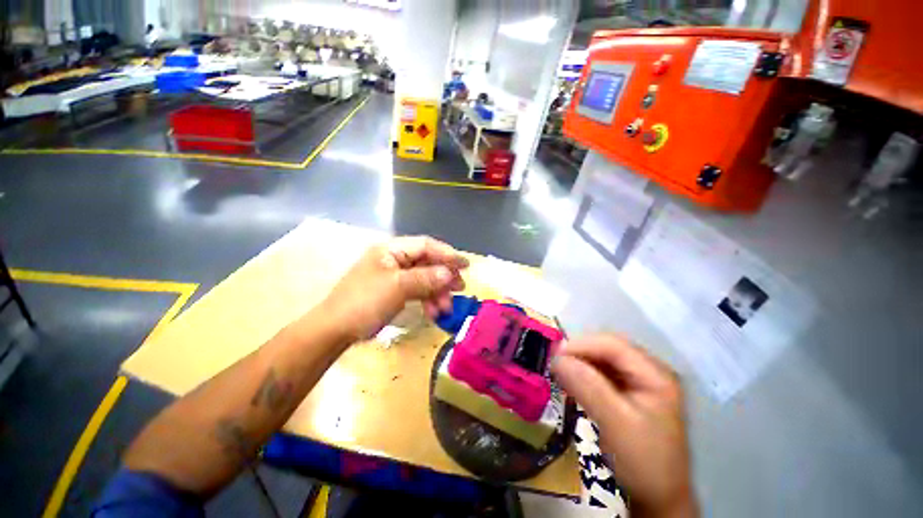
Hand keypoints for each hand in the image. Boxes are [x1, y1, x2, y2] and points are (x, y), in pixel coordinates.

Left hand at [321, 236, 467, 341]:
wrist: (334, 330)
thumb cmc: (364, 303)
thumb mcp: (397, 287)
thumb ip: (425, 278)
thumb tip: (449, 273)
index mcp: (391, 250)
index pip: (425, 245)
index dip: (447, 254)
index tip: (465, 265)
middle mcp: (394, 259)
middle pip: (427, 262)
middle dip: (444, 276)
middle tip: (460, 288)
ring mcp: (394, 276)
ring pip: (424, 278)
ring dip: (437, 292)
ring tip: (447, 307)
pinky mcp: (394, 291)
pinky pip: (417, 291)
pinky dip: (427, 300)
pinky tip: (434, 312)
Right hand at [552, 335, 697, 517]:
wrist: (658, 499)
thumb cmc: (643, 462)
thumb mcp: (615, 424)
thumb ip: (587, 387)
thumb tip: (557, 358)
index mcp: (655, 374)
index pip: (613, 345)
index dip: (582, 345)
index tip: (555, 357)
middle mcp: (649, 371)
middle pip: (607, 348)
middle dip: (579, 352)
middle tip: (555, 365)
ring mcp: (639, 381)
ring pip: (602, 359)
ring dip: (579, 363)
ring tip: (559, 373)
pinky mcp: (628, 392)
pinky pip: (601, 373)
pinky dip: (583, 374)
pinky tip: (572, 383)